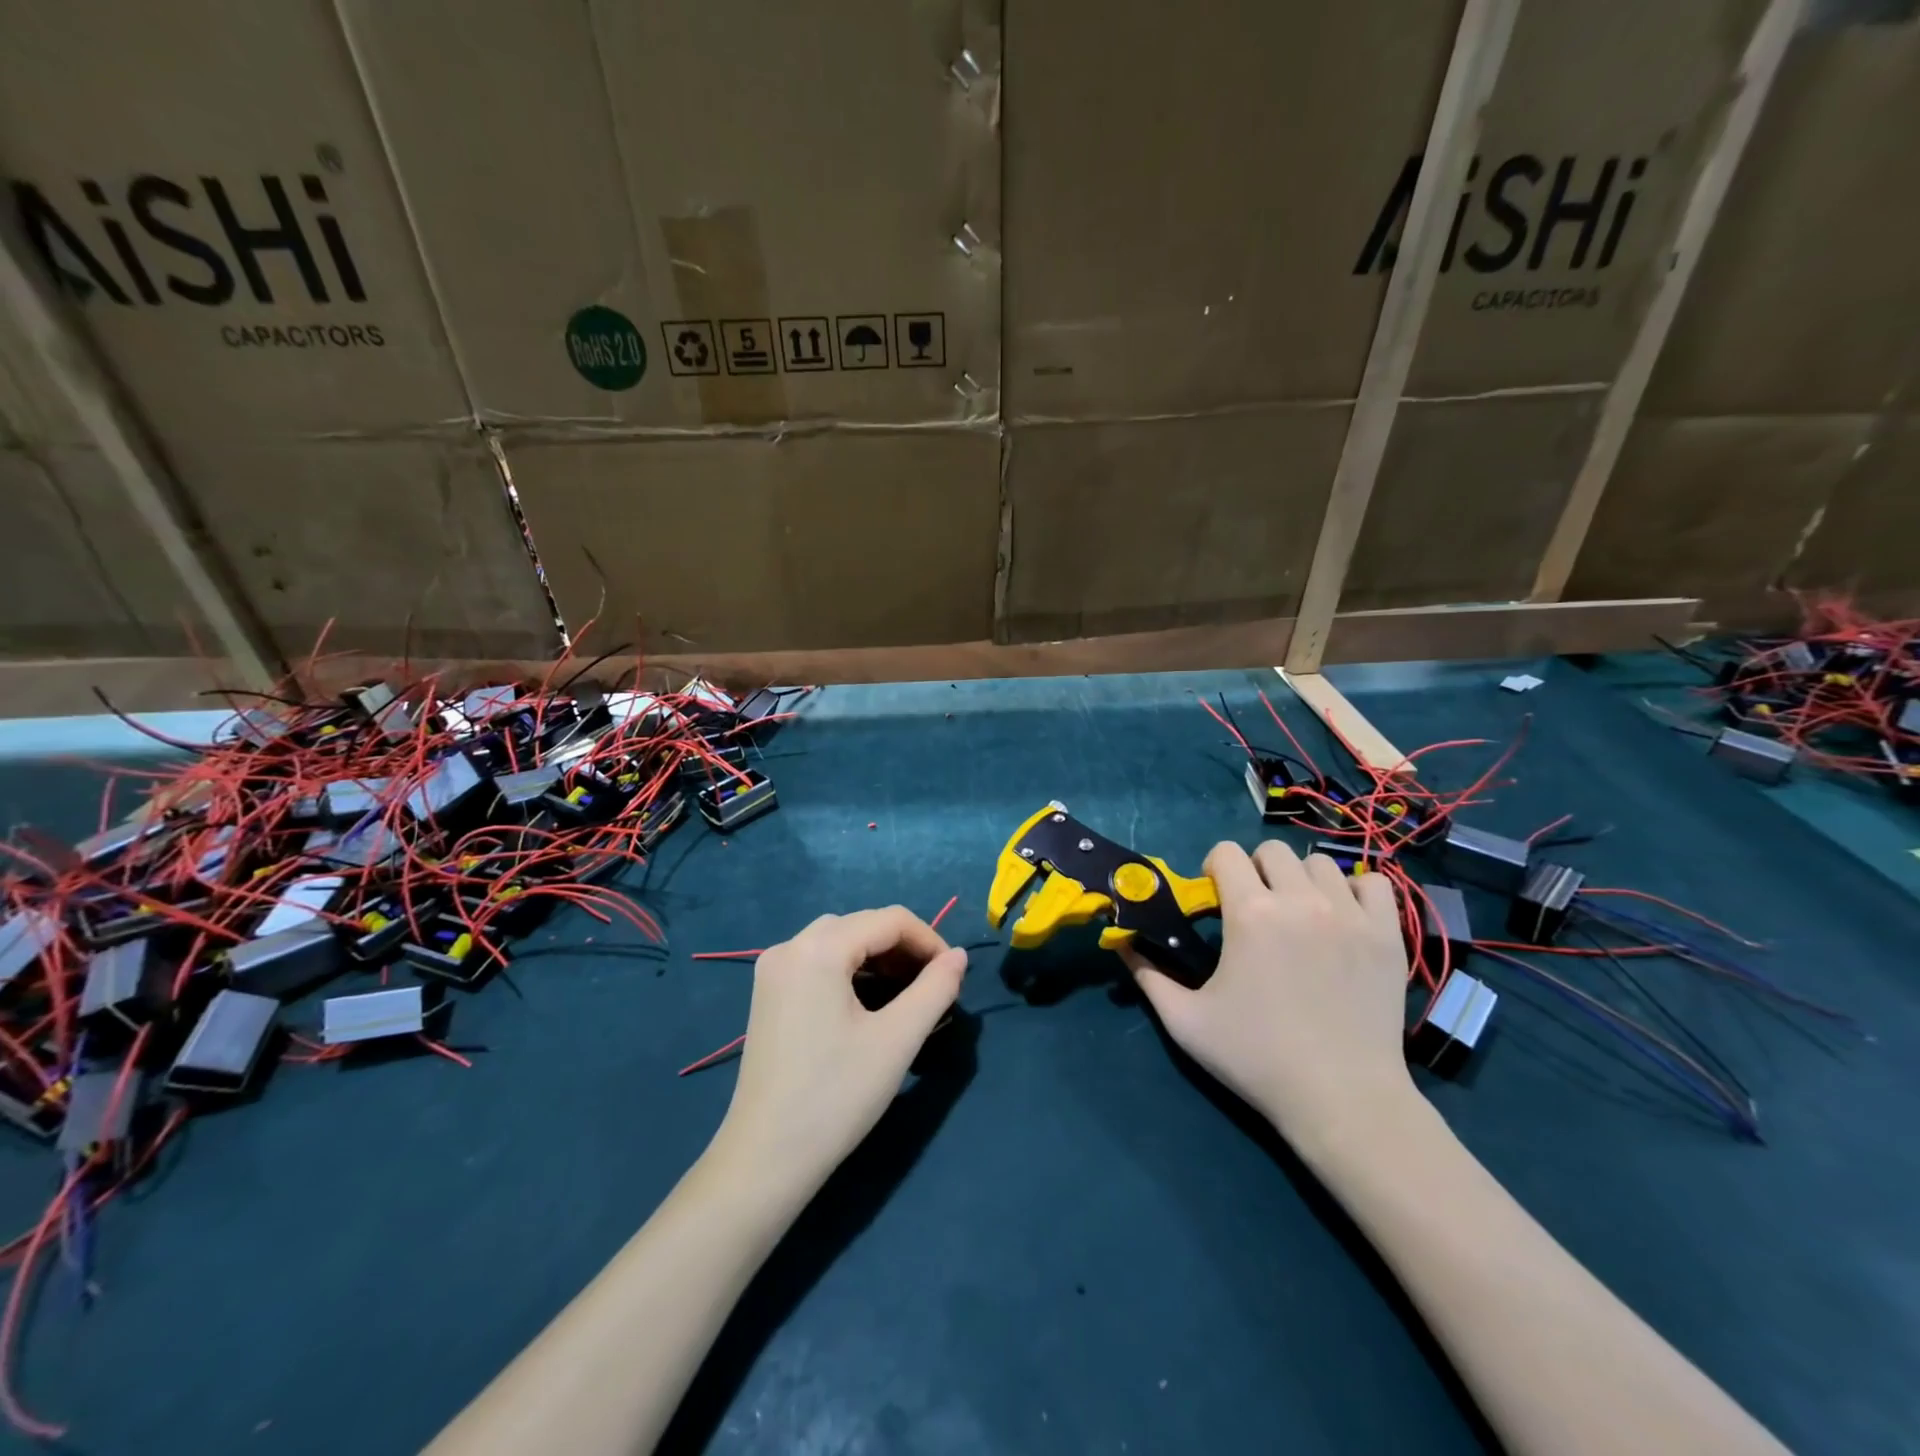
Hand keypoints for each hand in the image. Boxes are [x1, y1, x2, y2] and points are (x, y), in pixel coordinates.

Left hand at [710, 907, 966, 1193]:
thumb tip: (959, 956)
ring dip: (879, 959)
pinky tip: (870, 1002)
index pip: (890, 920)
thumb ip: (935, 989)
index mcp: (819, 949)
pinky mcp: (769, 993)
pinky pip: (819, 960)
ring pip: (840, 941)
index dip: (930, 941)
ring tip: (908, 995)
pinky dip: (851, 970)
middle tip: (933, 988)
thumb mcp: (897, 1040)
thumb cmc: (836, 1096)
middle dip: (904, 949)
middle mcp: (790, 946)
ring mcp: (774, 969)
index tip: (954, 975)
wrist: (765, 1159)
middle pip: (863, 925)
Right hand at [1123, 841, 1416, 1158]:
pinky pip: (1375, 885)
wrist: (1343, 1101)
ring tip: (1299, 916)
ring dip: (1302, 881)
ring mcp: (1351, 916)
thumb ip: (1148, 976)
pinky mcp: (1388, 935)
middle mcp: (1301, 901)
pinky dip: (1356, 893)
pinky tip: (1343, 919)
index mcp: (1250, 914)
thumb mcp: (1186, 1021)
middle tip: (1255, 909)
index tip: (1216, 899)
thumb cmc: (1257, 1059)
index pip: (1226, 853)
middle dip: (1256, 870)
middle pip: (1273, 850)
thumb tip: (1120, 944)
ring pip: (1321, 864)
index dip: (1214, 869)